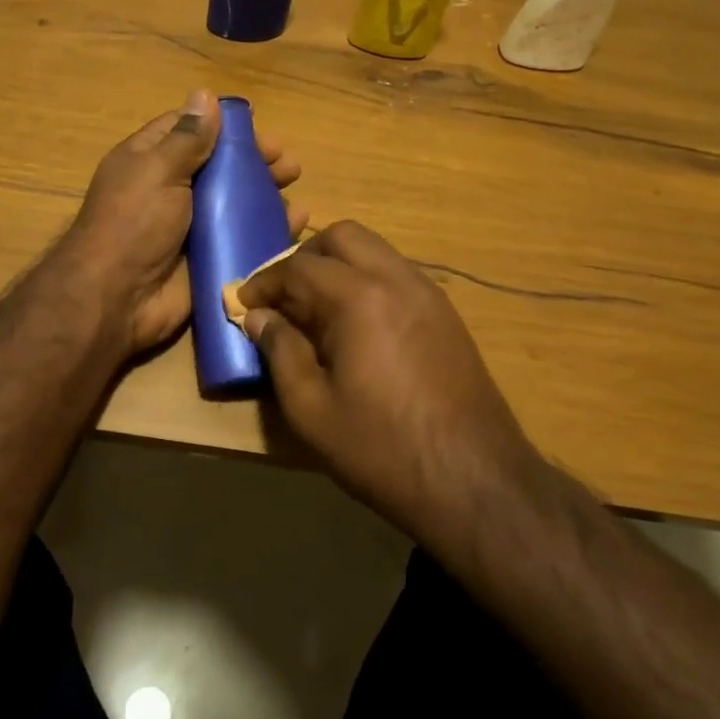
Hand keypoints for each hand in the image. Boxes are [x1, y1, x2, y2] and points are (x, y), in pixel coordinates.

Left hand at [65, 91, 304, 354]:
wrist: (117, 299)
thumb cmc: (134, 223)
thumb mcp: (158, 170)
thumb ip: (187, 138)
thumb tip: (204, 93)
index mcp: (150, 162)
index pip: (189, 131)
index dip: (222, 126)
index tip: (258, 125)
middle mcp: (171, 191)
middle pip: (219, 168)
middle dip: (254, 162)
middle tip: (288, 163)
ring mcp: (191, 228)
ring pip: (235, 204)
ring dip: (266, 195)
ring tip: (295, 189)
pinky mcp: (208, 259)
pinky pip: (243, 239)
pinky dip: (270, 230)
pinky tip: (297, 222)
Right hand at [236, 220, 531, 540]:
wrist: (474, 481)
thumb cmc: (382, 448)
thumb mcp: (311, 408)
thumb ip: (280, 351)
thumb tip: (258, 318)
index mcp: (359, 297)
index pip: (299, 267)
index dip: (265, 282)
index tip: (245, 303)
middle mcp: (396, 279)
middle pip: (343, 237)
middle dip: (305, 257)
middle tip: (284, 295)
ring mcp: (428, 292)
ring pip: (375, 250)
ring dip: (339, 265)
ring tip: (317, 310)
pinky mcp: (446, 313)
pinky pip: (397, 273)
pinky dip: (368, 280)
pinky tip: (358, 325)